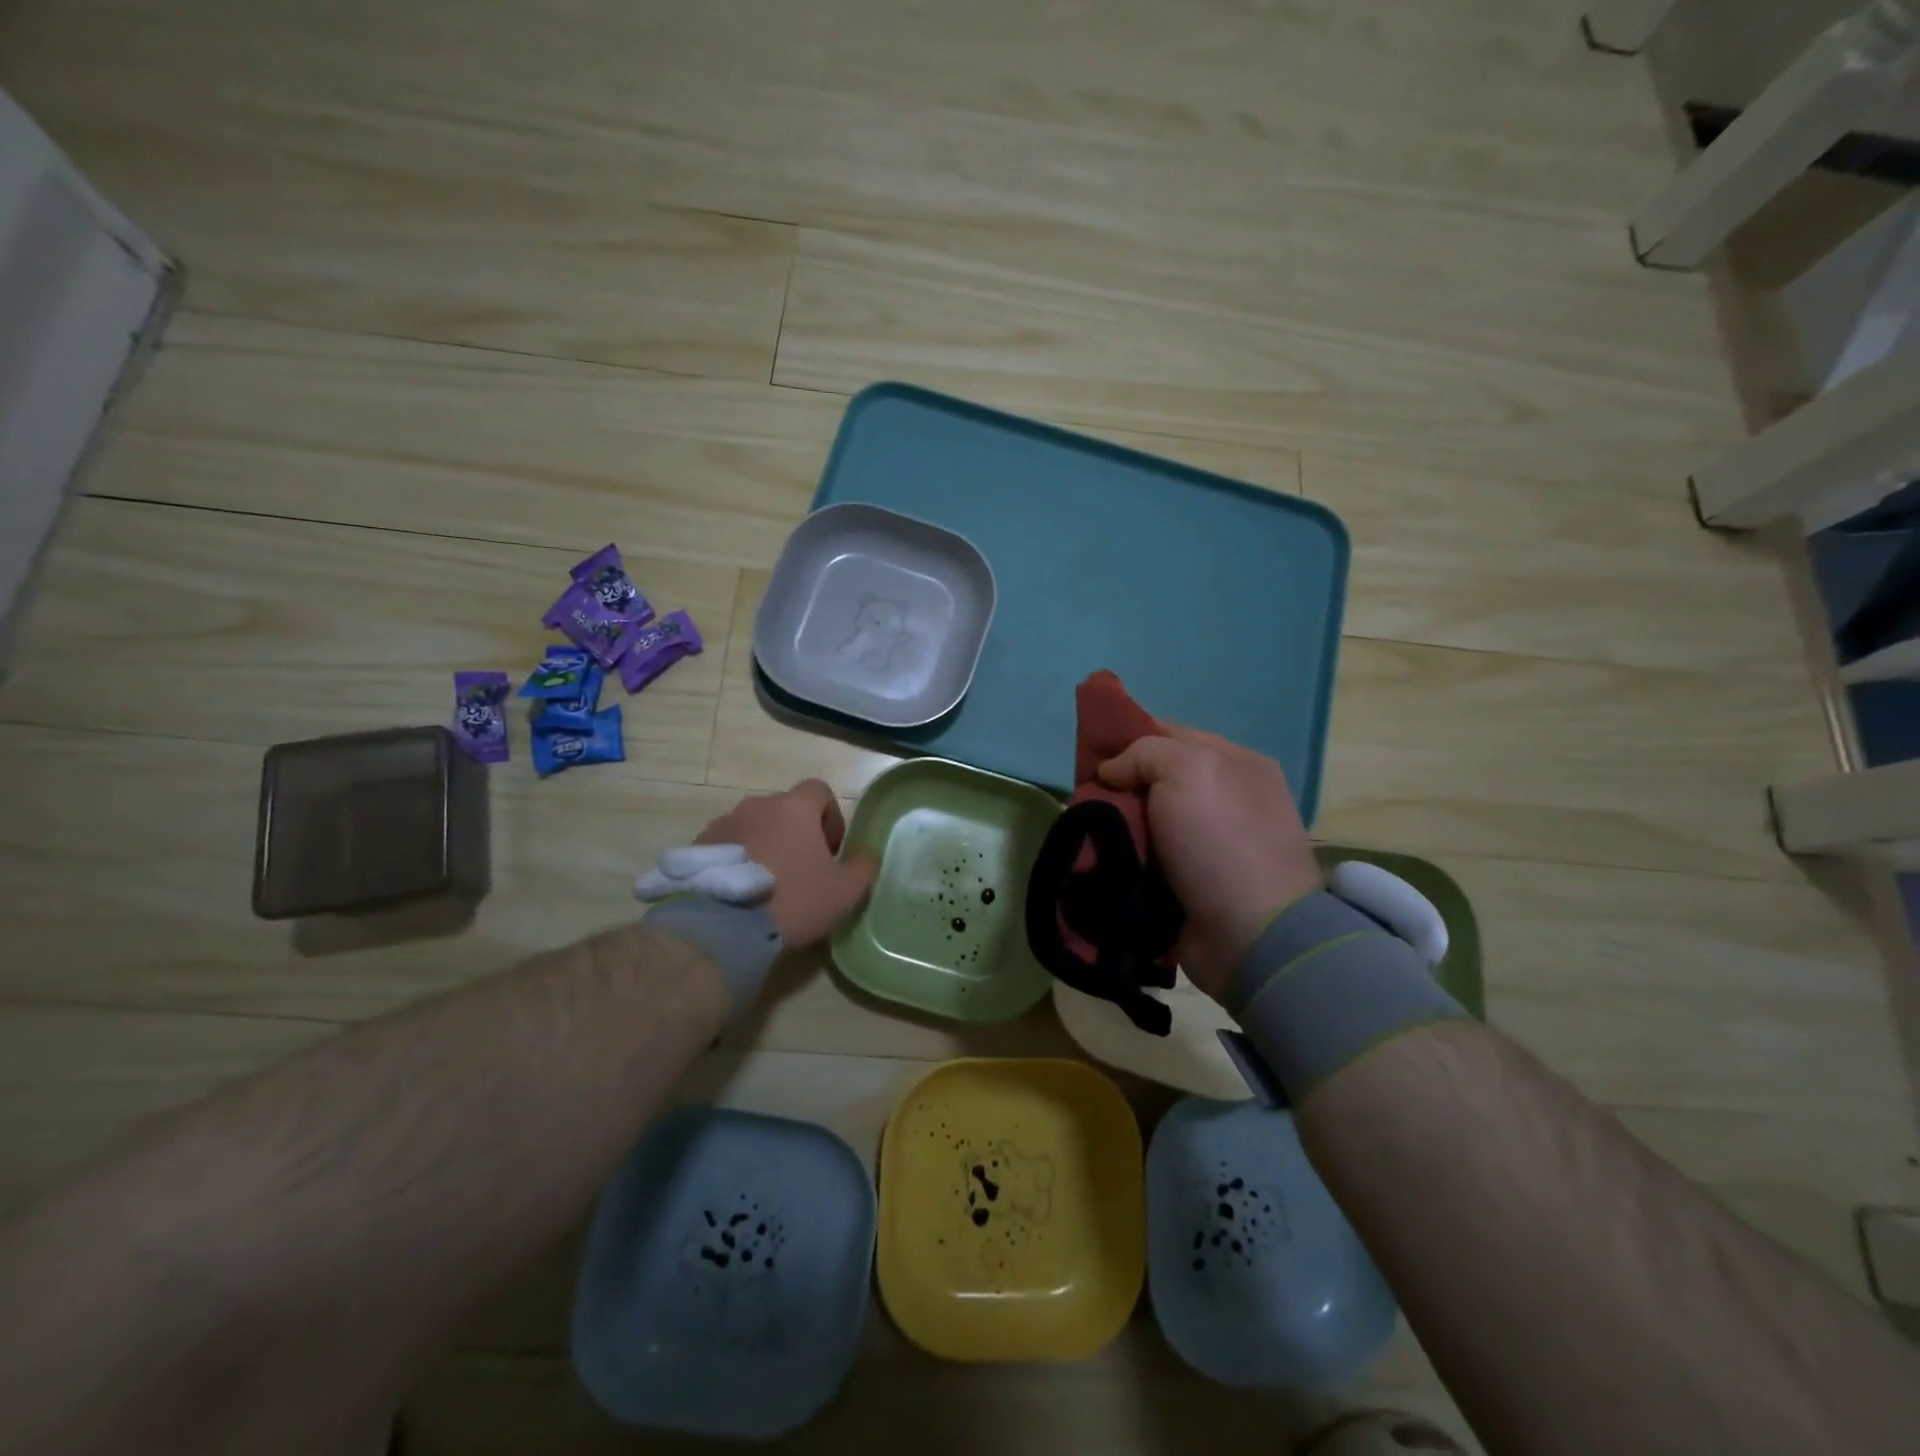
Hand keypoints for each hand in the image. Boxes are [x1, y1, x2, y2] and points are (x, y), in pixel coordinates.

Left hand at [693, 779, 878, 947]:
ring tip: (768, 885)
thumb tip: (868, 855)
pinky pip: (727, 846)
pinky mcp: (698, 847)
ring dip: (766, 846)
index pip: (819, 791)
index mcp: (794, 807)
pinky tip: (742, 893)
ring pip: (755, 827)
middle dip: (797, 834)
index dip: (831, 817)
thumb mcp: (844, 891)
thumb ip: (863, 867)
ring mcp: (724, 824)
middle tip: (802, 871)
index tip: (830, 850)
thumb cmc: (793, 899)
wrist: (722, 926)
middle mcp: (757, 805)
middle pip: (785, 810)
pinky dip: (738, 861)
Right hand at [1097, 725, 1321, 1001]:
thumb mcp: (1186, 770)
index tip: (1090, 758)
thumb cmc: (1219, 841)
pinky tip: (1101, 860)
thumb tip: (1110, 772)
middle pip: (1152, 779)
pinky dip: (1125, 858)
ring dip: (1117, 826)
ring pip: (1145, 820)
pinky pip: (1147, 858)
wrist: (1250, 935)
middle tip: (1084, 801)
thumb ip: (1143, 753)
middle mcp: (1223, 798)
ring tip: (1086, 834)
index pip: (1167, 734)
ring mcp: (1209, 843)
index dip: (1126, 740)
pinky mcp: (1192, 883)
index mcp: (1232, 763)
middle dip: (1117, 788)